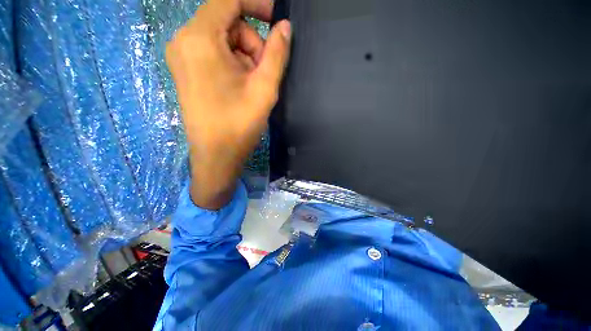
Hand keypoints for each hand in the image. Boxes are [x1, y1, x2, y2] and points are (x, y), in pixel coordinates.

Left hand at [166, 0, 290, 208]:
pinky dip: (232, 64)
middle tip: (264, 72)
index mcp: (199, 38)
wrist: (217, 156)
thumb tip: (285, 28)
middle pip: (226, 23)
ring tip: (253, 85)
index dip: (256, 4)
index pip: (228, 0)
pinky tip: (241, 87)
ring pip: (221, 40)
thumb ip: (276, 53)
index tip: (276, 20)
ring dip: (244, 56)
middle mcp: (184, 41)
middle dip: (251, 42)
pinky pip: (213, 54)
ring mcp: (182, 58)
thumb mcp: (263, 88)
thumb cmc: (239, 124)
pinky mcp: (187, 72)